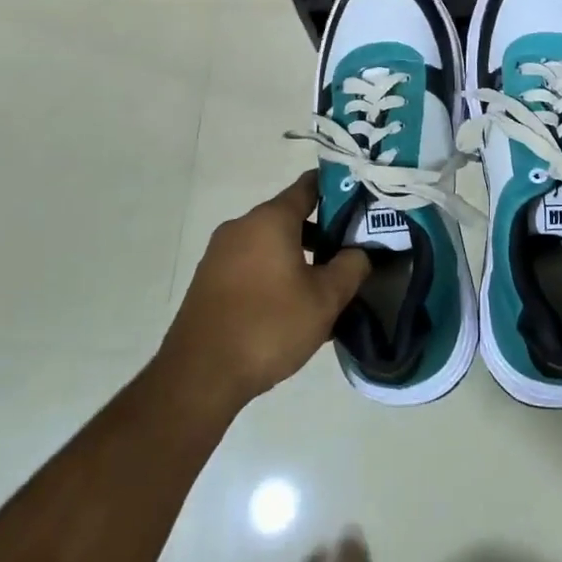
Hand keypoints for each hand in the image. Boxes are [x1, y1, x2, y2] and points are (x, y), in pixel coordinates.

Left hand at [159, 172, 369, 411]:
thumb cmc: (269, 326)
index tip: (362, 203)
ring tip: (323, 287)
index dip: (339, 190)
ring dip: (297, 257)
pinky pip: (251, 264)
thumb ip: (351, 267)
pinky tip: (290, 307)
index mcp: (270, 219)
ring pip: (270, 243)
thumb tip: (359, 251)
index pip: (309, 186)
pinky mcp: (208, 280)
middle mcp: (242, 226)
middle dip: (321, 232)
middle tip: (349, 254)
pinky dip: (274, 273)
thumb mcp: (325, 299)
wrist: (200, 375)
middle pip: (289, 216)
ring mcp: (220, 253)